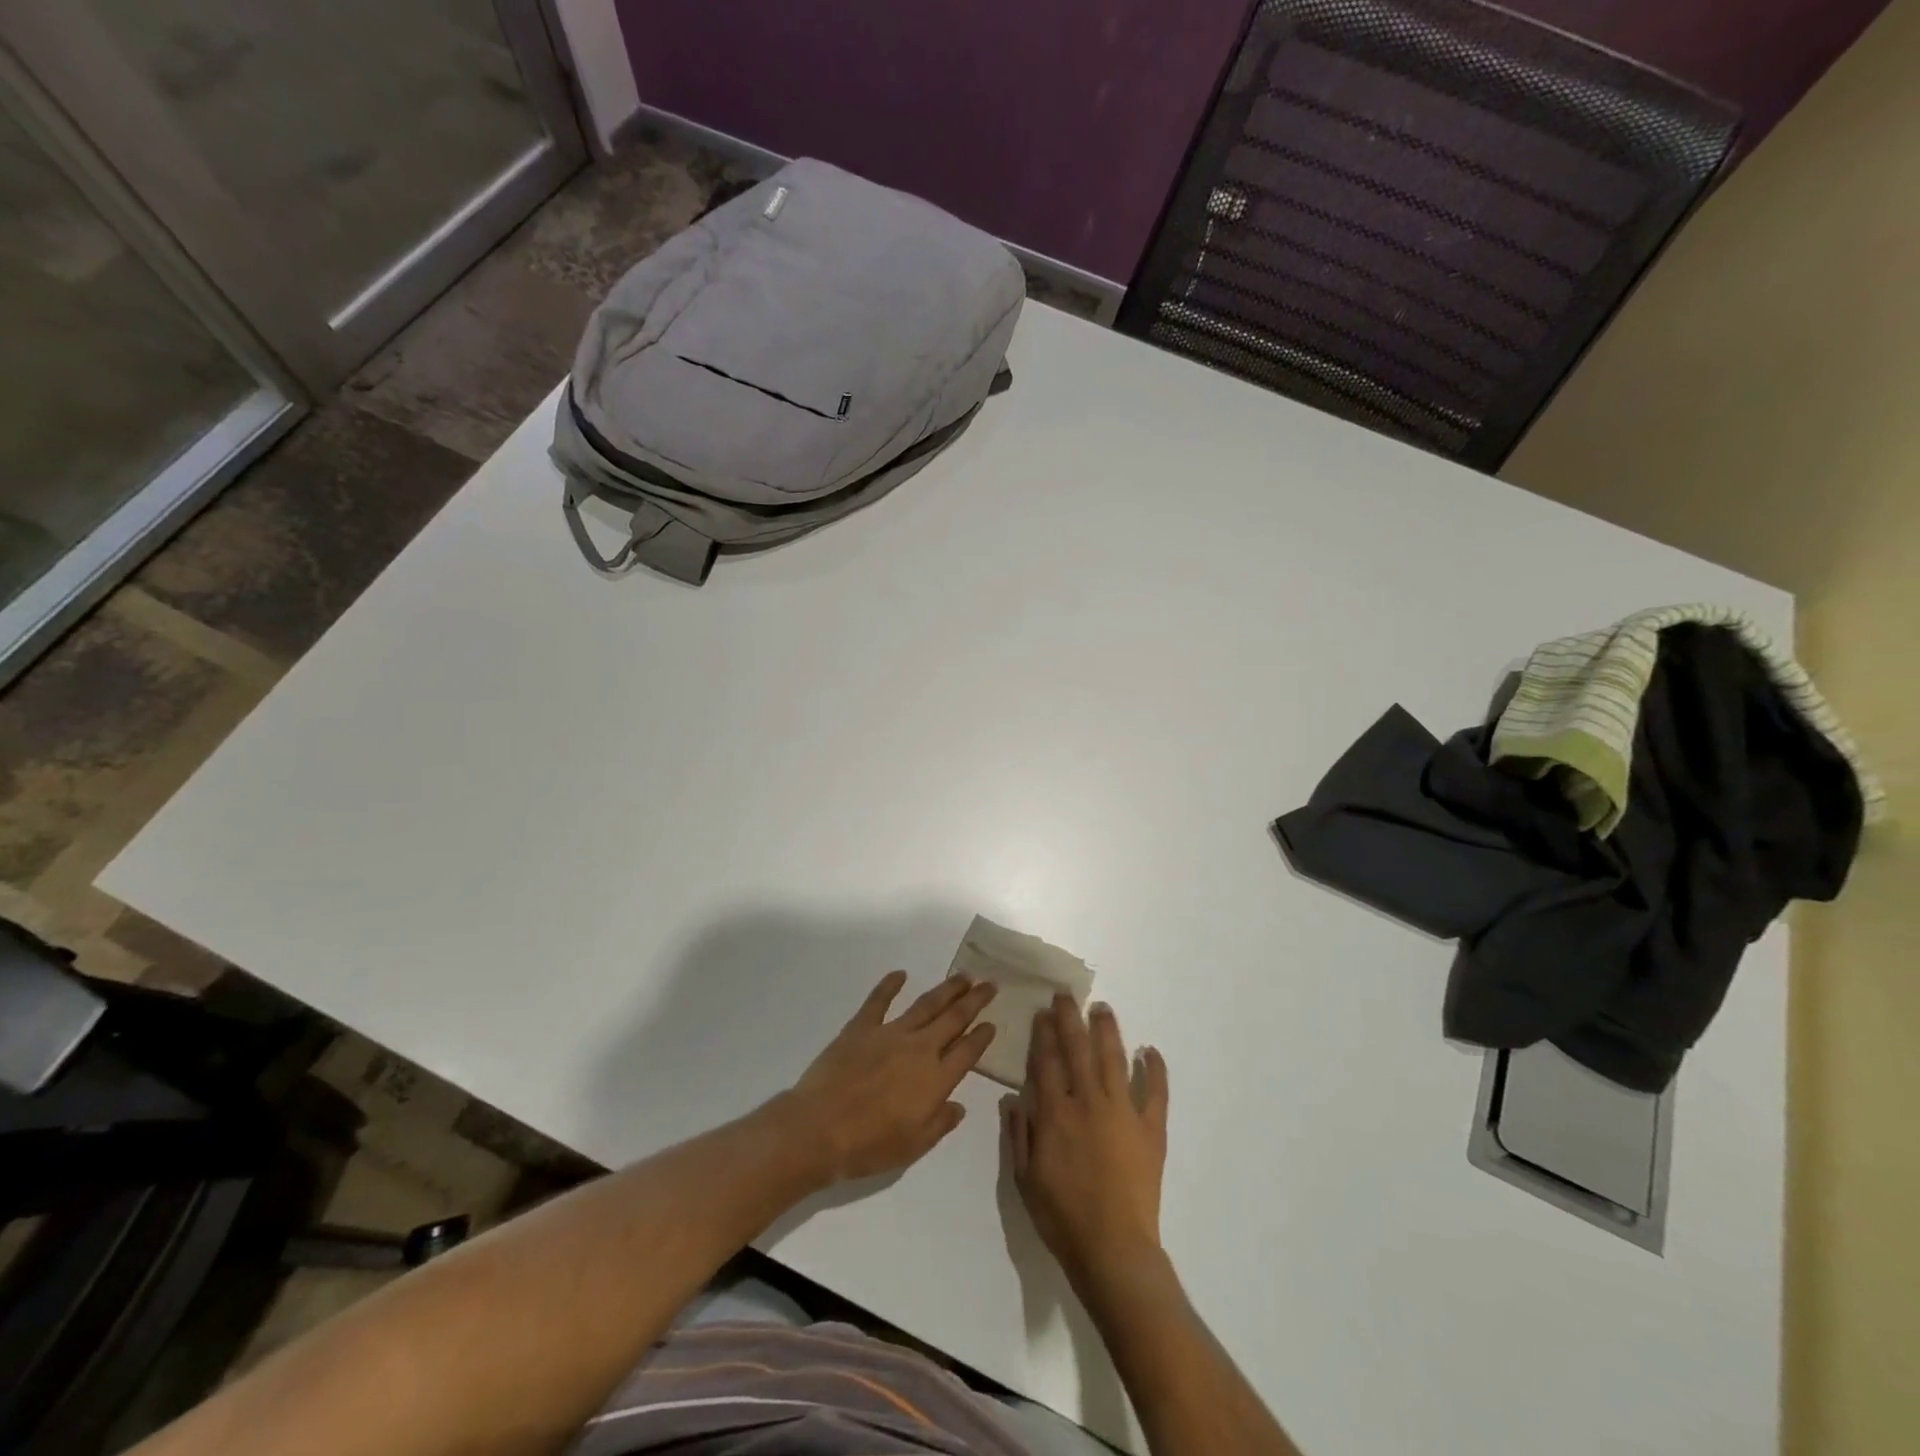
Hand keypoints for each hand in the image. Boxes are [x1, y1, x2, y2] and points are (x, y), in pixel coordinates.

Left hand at [781, 971, 996, 1183]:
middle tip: (989, 984)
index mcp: (935, 1079)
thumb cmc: (869, 1145)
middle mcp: (919, 1049)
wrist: (819, 1129)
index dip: (982, 1036)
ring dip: (947, 989)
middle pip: (954, 1018)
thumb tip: (959, 1106)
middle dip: (974, 1001)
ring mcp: (890, 1033)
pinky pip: (879, 1000)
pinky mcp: (861, 1027)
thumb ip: (940, 1123)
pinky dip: (890, 984)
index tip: (993, 1022)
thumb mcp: (914, 1146)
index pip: (967, 1052)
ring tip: (963, 976)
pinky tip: (900, 973)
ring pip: (926, 1004)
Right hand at [1005, 996, 1170, 1298]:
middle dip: (1070, 1019)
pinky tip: (1150, 1051)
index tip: (1042, 1012)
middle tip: (1066, 995)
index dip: (1044, 1034)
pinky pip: (1156, 1092)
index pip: (1047, 1061)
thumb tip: (1014, 1097)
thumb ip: (1019, 1134)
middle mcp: (1088, 1102)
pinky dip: (1155, 1070)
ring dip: (1108, 1031)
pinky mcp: (1150, 1129)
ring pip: (1114, 1059)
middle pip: (1078, 1049)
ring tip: (1103, 1009)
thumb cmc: (1062, 1216)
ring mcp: (1123, 1112)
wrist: (1113, 1249)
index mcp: (1056, 1113)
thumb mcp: (1025, 1178)